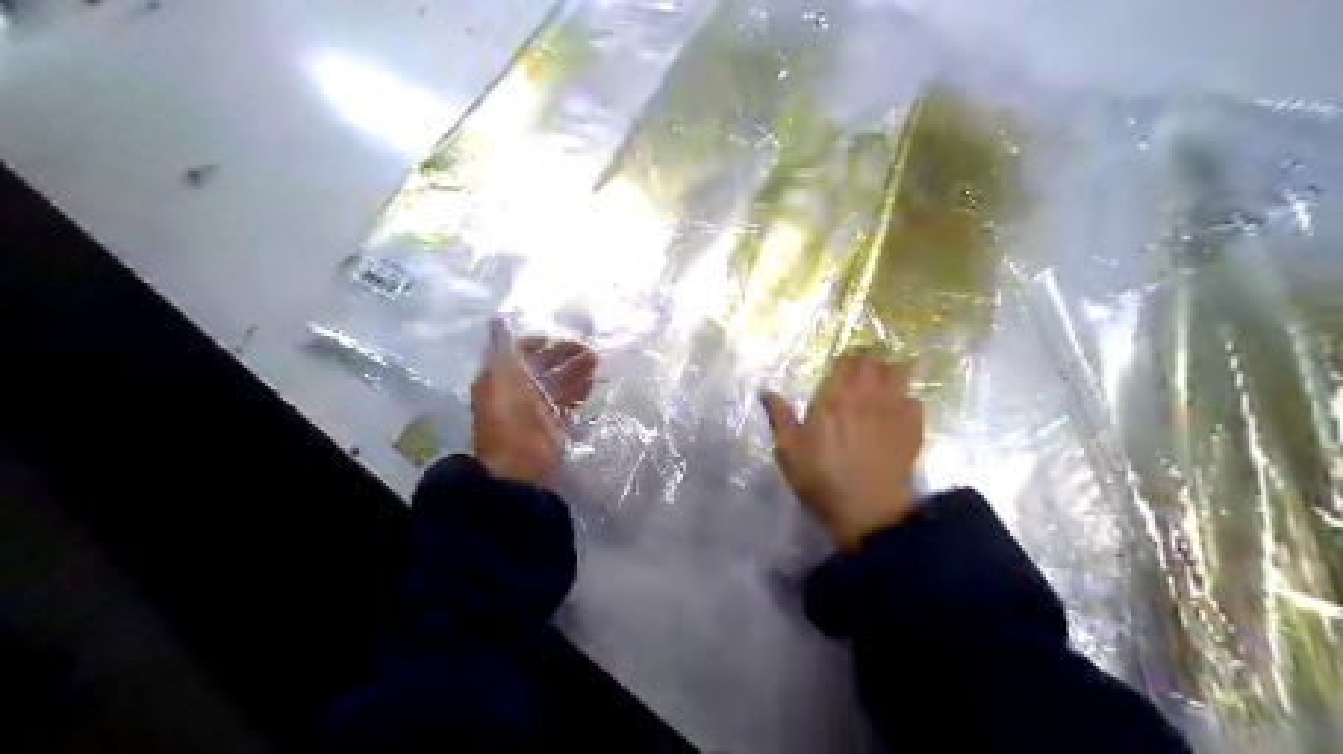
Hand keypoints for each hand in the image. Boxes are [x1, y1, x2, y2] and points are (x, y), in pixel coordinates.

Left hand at [472, 323, 596, 488]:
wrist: (519, 466)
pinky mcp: (551, 426)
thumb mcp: (501, 377)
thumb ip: (504, 349)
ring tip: (595, 362)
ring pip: (557, 384)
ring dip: (575, 371)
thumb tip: (499, 319)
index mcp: (497, 378)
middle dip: (563, 356)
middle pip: (541, 367)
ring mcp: (534, 410)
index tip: (557, 337)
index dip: (537, 342)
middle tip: (587, 348)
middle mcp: (515, 391)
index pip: (517, 353)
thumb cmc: (508, 419)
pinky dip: (579, 392)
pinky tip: (593, 383)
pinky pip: (567, 403)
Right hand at [766, 357, 922, 550]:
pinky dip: (906, 399)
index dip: (843, 363)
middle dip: (866, 363)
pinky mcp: (912, 426)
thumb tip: (767, 391)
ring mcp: (892, 409)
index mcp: (833, 398)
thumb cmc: (822, 480)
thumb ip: (779, 417)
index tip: (838, 371)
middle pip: (873, 362)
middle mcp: (865, 396)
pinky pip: (914, 399)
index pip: (845, 362)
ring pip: (898, 373)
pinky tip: (898, 411)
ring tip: (882, 384)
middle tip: (859, 375)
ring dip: (889, 373)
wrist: (867, 509)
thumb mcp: (789, 451)